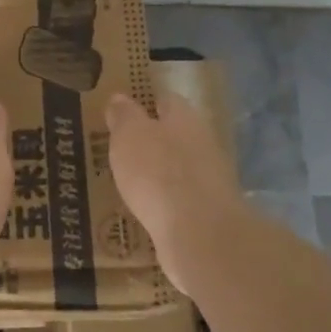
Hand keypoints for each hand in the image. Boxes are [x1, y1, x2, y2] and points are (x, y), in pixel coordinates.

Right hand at [106, 92, 247, 295]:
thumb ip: (124, 116)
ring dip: (160, 173)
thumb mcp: (129, 136)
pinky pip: (181, 200)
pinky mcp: (209, 212)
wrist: (200, 233)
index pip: (166, 100)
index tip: (125, 110)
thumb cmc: (158, 172)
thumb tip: (120, 98)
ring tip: (130, 181)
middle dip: (153, 140)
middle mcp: (203, 142)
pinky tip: (147, 210)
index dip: (146, 103)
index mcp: (185, 117)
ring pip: (180, 168)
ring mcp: (210, 179)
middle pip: (176, 134)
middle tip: (123, 148)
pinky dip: (165, 202)